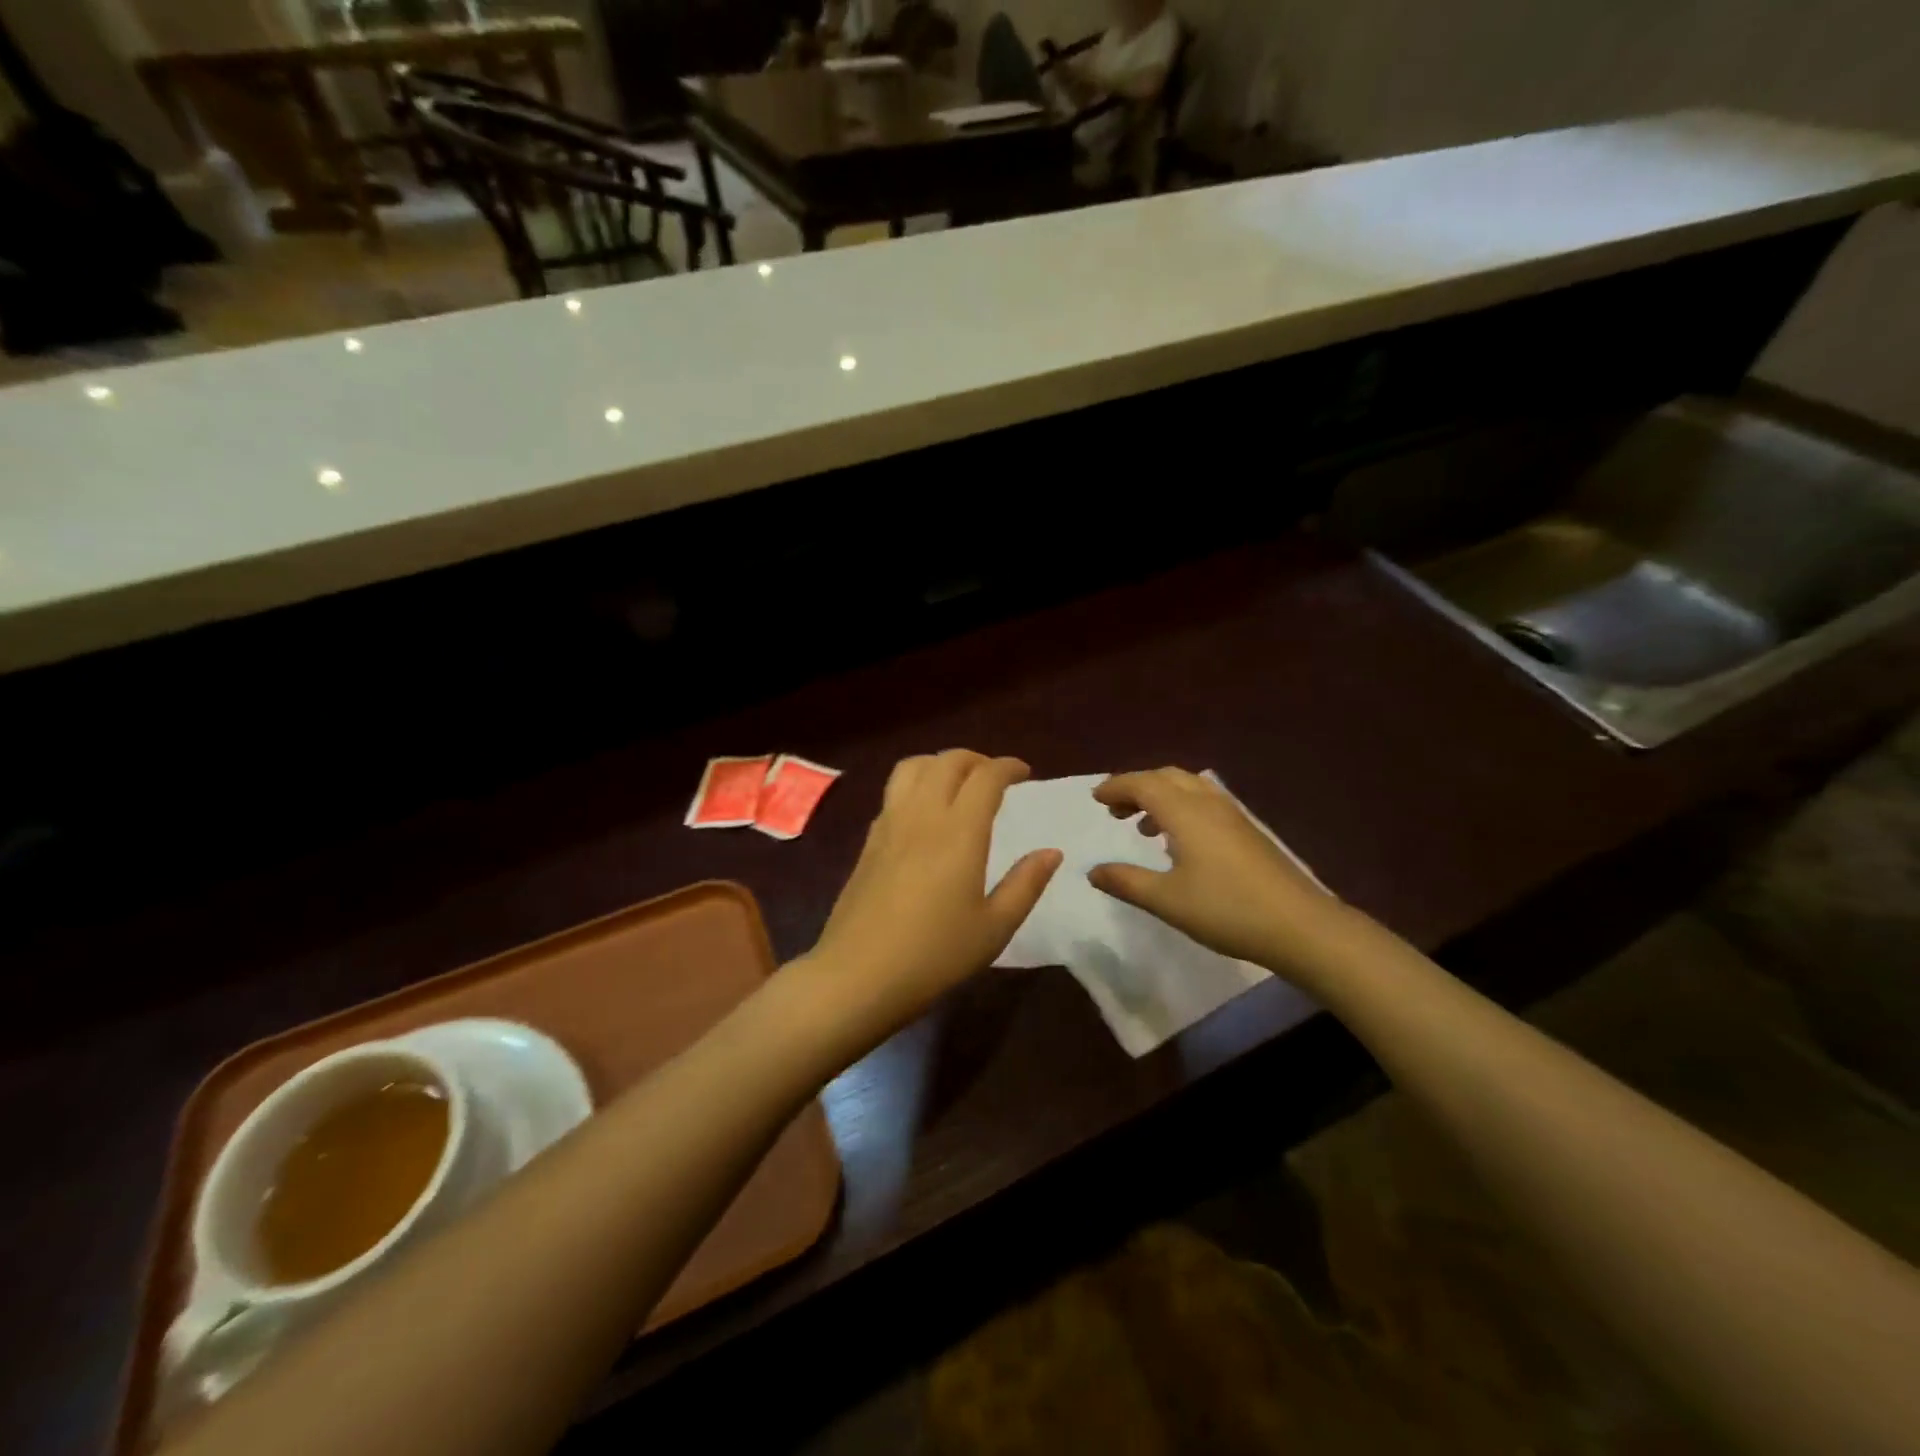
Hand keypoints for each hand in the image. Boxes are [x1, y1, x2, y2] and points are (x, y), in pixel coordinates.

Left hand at [798, 751, 1061, 1051]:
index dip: (1008, 767)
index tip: (1024, 774)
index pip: (985, 777)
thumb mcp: (994, 928)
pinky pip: (893, 792)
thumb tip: (1052, 852)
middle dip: (976, 759)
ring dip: (940, 764)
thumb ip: (1026, 884)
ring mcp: (889, 824)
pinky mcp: (869, 840)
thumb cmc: (935, 955)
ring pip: (913, 767)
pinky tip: (924, 814)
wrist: (858, 975)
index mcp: (959, 832)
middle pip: (947, 761)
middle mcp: (922, 815)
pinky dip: (915, 785)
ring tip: (957, 784)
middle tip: (994, 778)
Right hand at [1088, 768, 1352, 980]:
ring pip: (1188, 787)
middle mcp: (1208, 803)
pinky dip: (1181, 807)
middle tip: (1115, 810)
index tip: (1096, 798)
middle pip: (1166, 777)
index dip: (1116, 787)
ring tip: (1142, 826)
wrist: (1300, 925)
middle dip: (1136, 787)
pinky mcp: (1248, 831)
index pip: (1143, 783)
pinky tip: (1179, 841)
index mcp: (1185, 812)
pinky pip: (1204, 802)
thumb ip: (1126, 881)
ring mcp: (1232, 815)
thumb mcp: (1166, 900)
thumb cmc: (1226, 909)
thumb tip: (1093, 871)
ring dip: (1160, 796)